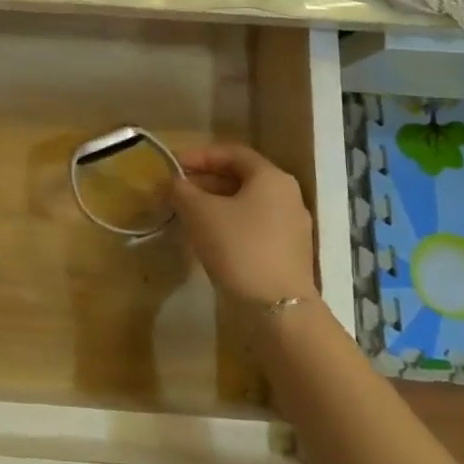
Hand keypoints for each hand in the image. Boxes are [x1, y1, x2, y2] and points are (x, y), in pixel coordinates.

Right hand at [171, 144, 316, 306]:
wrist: (278, 310)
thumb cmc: (238, 248)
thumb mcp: (199, 213)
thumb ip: (181, 190)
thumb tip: (171, 182)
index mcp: (271, 178)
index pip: (232, 153)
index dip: (199, 156)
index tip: (173, 166)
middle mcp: (287, 196)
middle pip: (240, 178)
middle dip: (204, 182)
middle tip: (175, 192)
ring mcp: (292, 226)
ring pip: (246, 204)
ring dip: (214, 204)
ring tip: (186, 215)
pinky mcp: (289, 253)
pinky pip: (254, 226)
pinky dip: (229, 224)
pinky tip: (208, 238)